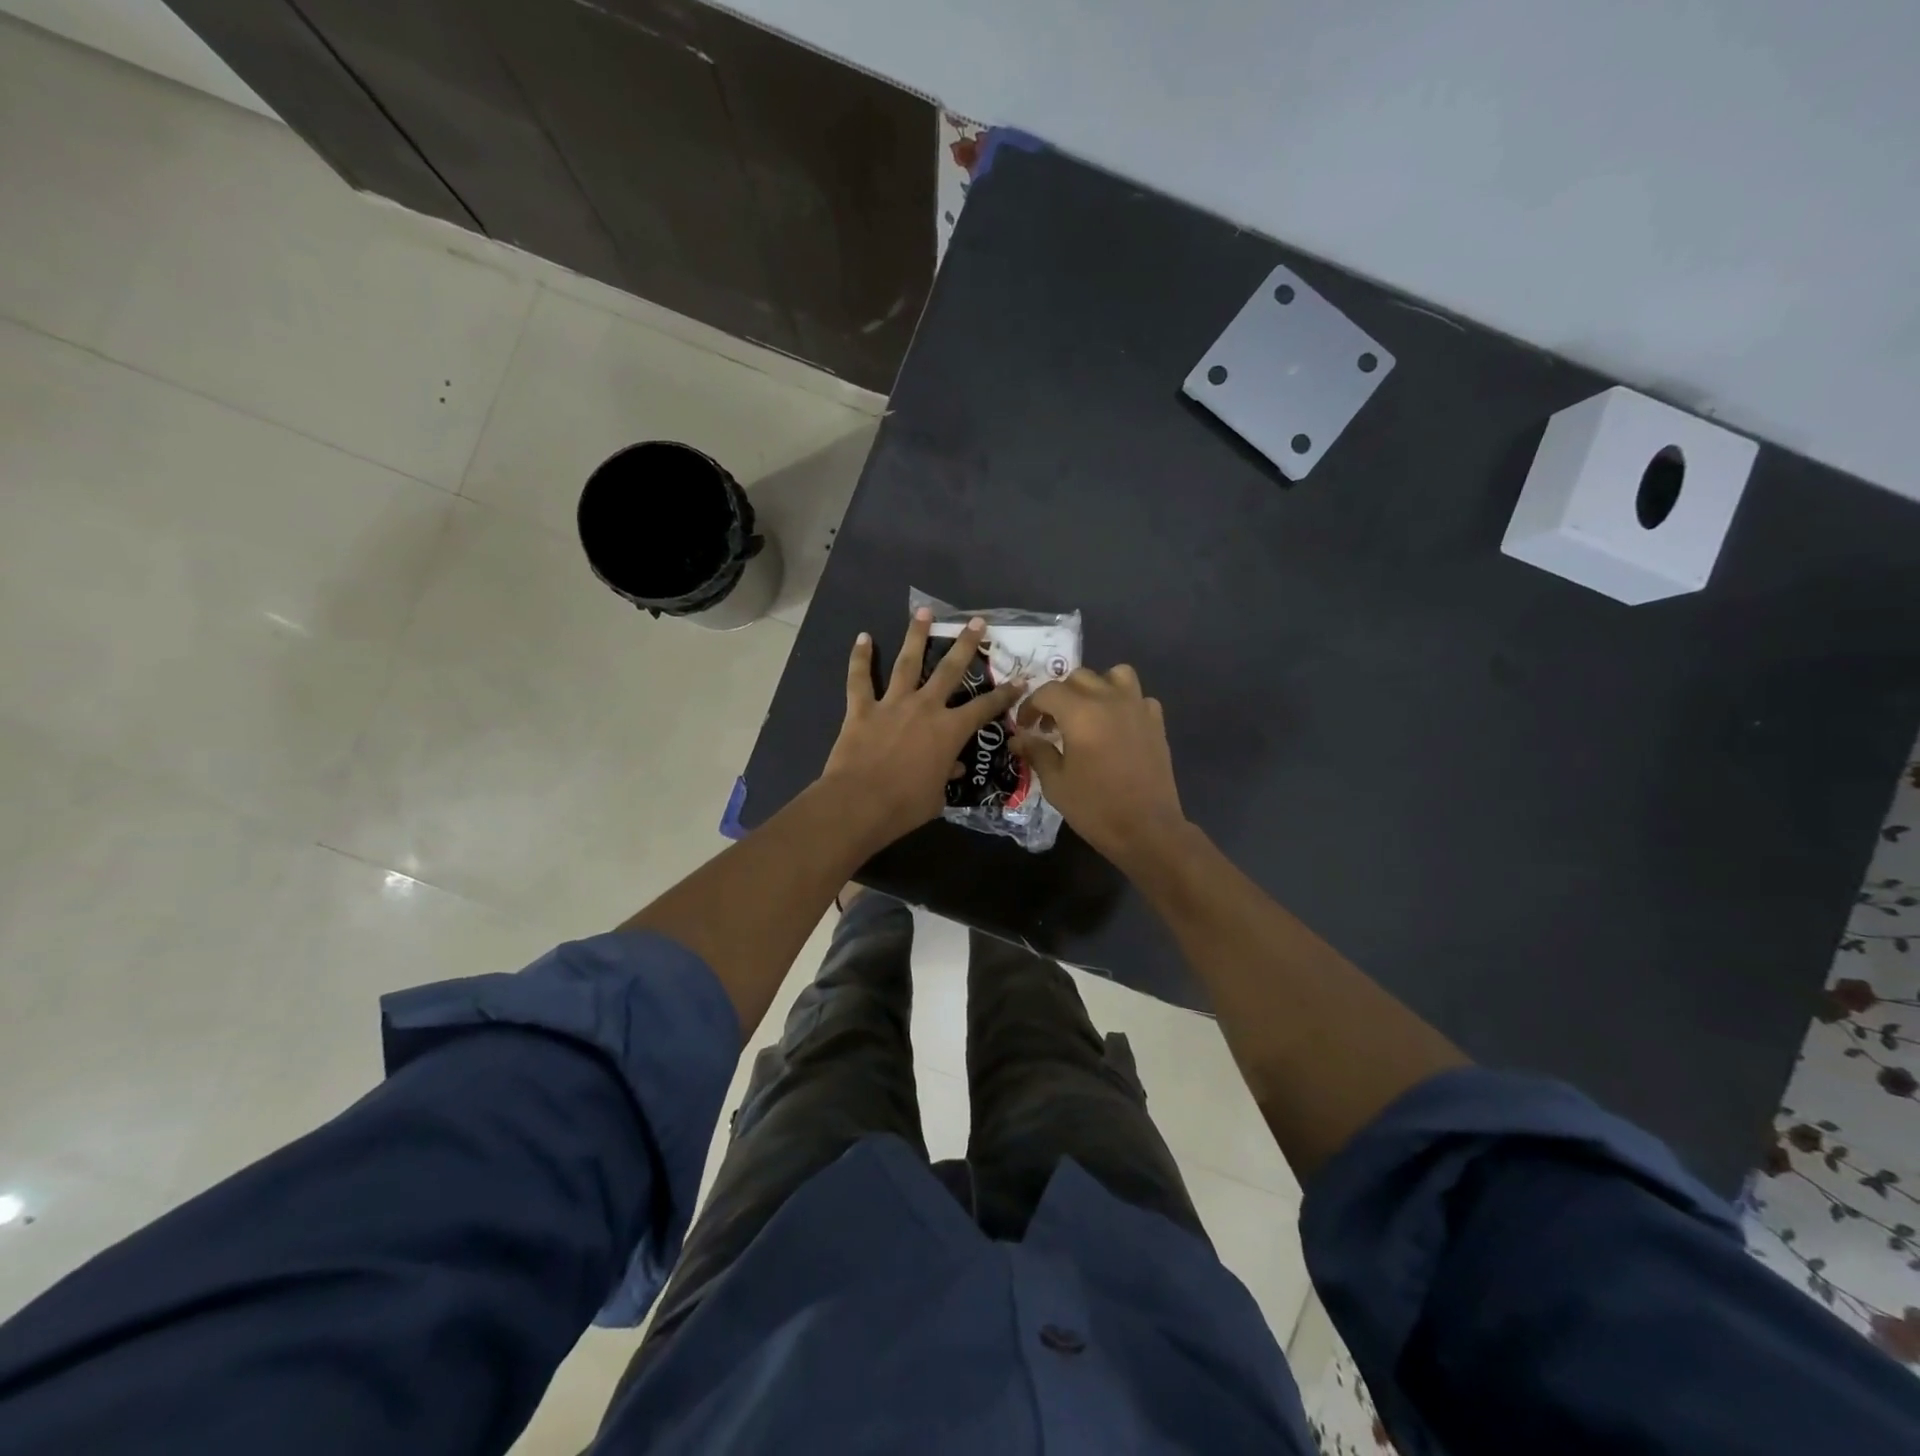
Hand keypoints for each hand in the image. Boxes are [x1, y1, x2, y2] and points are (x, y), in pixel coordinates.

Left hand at [820, 608, 1022, 850]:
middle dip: (966, 644)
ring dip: (916, 636)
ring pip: (907, 663)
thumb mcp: (936, 797)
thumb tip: (954, 769)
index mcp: (949, 730)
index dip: (1004, 695)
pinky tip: (862, 637)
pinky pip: (860, 679)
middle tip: (976, 622)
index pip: (985, 708)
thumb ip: (945, 777)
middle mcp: (925, 708)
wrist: (859, 804)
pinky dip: (860, 658)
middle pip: (950, 669)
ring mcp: (892, 704)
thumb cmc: (905, 806)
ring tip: (923, 612)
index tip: (1019, 681)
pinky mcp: (861, 709)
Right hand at [1013, 665, 1188, 868]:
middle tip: (1051, 723)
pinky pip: (1138, 697)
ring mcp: (1137, 708)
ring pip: (1114, 675)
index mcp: (1080, 714)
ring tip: (1088, 712)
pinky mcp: (1156, 722)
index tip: (1025, 726)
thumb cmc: (1095, 808)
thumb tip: (1018, 737)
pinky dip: (1124, 702)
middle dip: (1059, 696)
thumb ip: (1036, 752)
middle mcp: (1109, 700)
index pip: (1047, 691)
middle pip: (1079, 678)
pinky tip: (1117, 726)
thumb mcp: (1055, 783)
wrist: (1147, 829)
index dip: (1030, 706)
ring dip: (1096, 687)